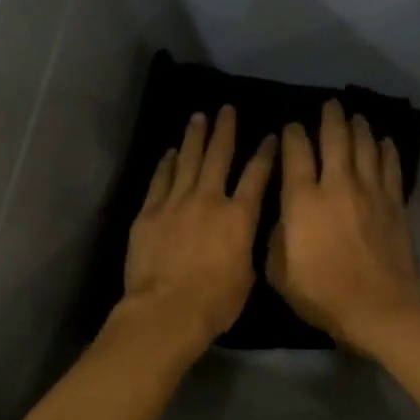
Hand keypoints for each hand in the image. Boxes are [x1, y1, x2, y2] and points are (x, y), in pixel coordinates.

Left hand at [119, 106, 276, 349]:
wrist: (166, 309)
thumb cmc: (214, 303)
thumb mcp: (246, 276)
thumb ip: (245, 247)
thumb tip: (242, 235)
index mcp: (239, 217)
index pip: (257, 176)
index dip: (265, 154)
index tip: (270, 136)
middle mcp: (209, 199)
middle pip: (219, 156)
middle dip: (225, 130)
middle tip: (226, 109)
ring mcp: (175, 202)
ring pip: (187, 160)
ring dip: (194, 137)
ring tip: (198, 117)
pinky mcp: (149, 212)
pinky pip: (160, 180)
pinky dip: (166, 164)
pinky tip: (170, 152)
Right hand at [269, 100, 419, 354]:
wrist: (379, 307)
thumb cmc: (321, 292)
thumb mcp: (279, 272)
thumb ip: (276, 239)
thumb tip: (282, 221)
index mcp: (303, 200)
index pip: (296, 154)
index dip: (292, 136)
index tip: (291, 127)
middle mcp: (337, 185)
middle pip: (335, 139)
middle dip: (330, 119)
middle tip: (330, 105)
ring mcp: (370, 192)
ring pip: (365, 147)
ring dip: (359, 128)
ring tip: (356, 116)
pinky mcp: (394, 204)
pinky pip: (390, 167)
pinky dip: (386, 150)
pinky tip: (385, 141)